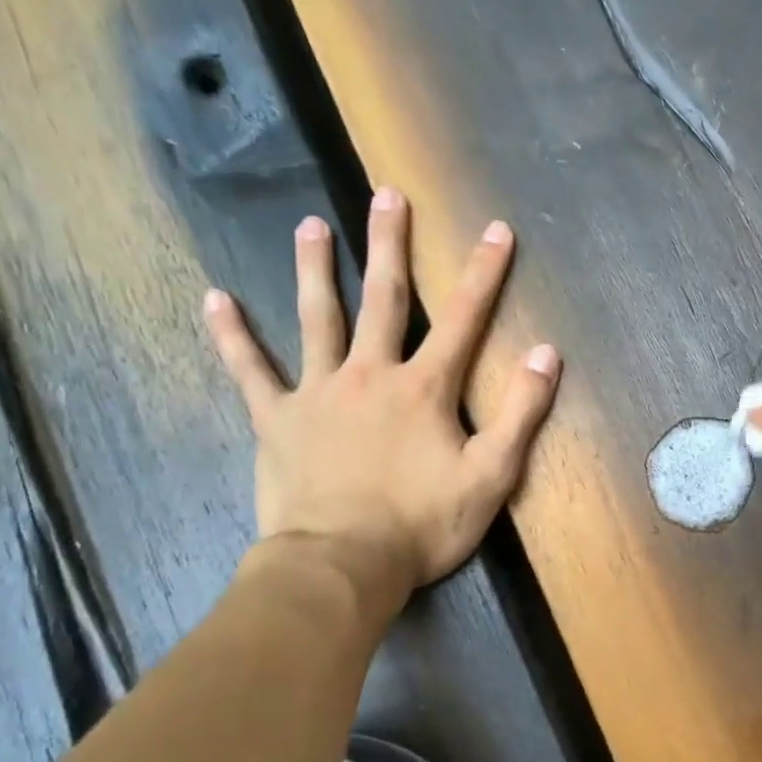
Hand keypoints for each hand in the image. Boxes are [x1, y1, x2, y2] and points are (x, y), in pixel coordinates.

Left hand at [203, 187, 559, 610]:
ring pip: (316, 319)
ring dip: (314, 269)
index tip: (496, 230)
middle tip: (385, 195)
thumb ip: (521, 413)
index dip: (483, 273)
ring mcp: (318, 393)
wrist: (342, 566)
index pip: (463, 318)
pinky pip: (251, 371)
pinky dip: (232, 336)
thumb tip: (546, 354)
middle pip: (382, 298)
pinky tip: (214, 300)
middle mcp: (370, 374)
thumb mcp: (491, 476)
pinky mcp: (278, 420)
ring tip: (310, 226)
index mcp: (424, 388)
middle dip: (388, 244)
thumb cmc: (422, 524)